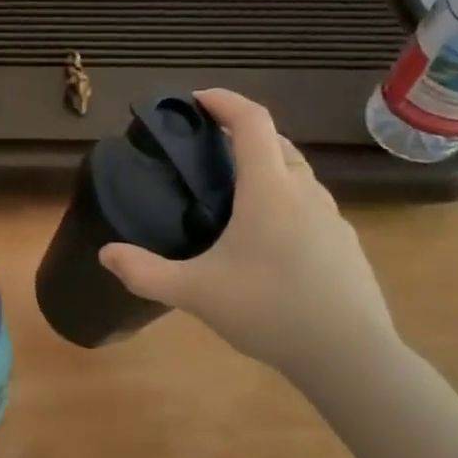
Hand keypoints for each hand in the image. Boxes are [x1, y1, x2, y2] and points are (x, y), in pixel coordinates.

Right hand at [98, 90, 399, 378]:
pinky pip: (310, 202)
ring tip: (234, 191)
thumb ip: (145, 272)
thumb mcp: (196, 293)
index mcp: (269, 190)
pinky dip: (285, 197)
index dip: (224, 100)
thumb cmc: (270, 311)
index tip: (197, 99)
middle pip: (276, 141)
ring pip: (297, 172)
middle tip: (207, 148)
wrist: (351, 358)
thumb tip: (105, 254)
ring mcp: (332, 217)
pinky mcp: (345, 243)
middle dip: (242, 132)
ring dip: (266, 164)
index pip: (252, 121)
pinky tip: (267, 237)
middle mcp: (304, 192)